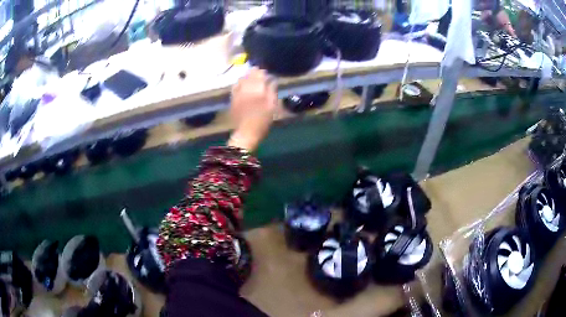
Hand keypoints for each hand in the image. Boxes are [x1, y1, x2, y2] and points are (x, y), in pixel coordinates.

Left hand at [228, 68, 276, 151]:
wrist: (246, 132)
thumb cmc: (263, 120)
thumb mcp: (272, 106)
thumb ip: (272, 91)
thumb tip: (272, 80)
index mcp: (258, 89)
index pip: (259, 74)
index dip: (263, 72)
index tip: (266, 73)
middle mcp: (246, 88)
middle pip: (249, 75)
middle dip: (254, 72)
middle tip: (259, 73)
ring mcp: (238, 92)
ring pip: (241, 79)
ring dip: (247, 76)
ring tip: (251, 78)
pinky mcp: (232, 98)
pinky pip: (235, 86)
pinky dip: (239, 83)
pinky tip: (242, 84)